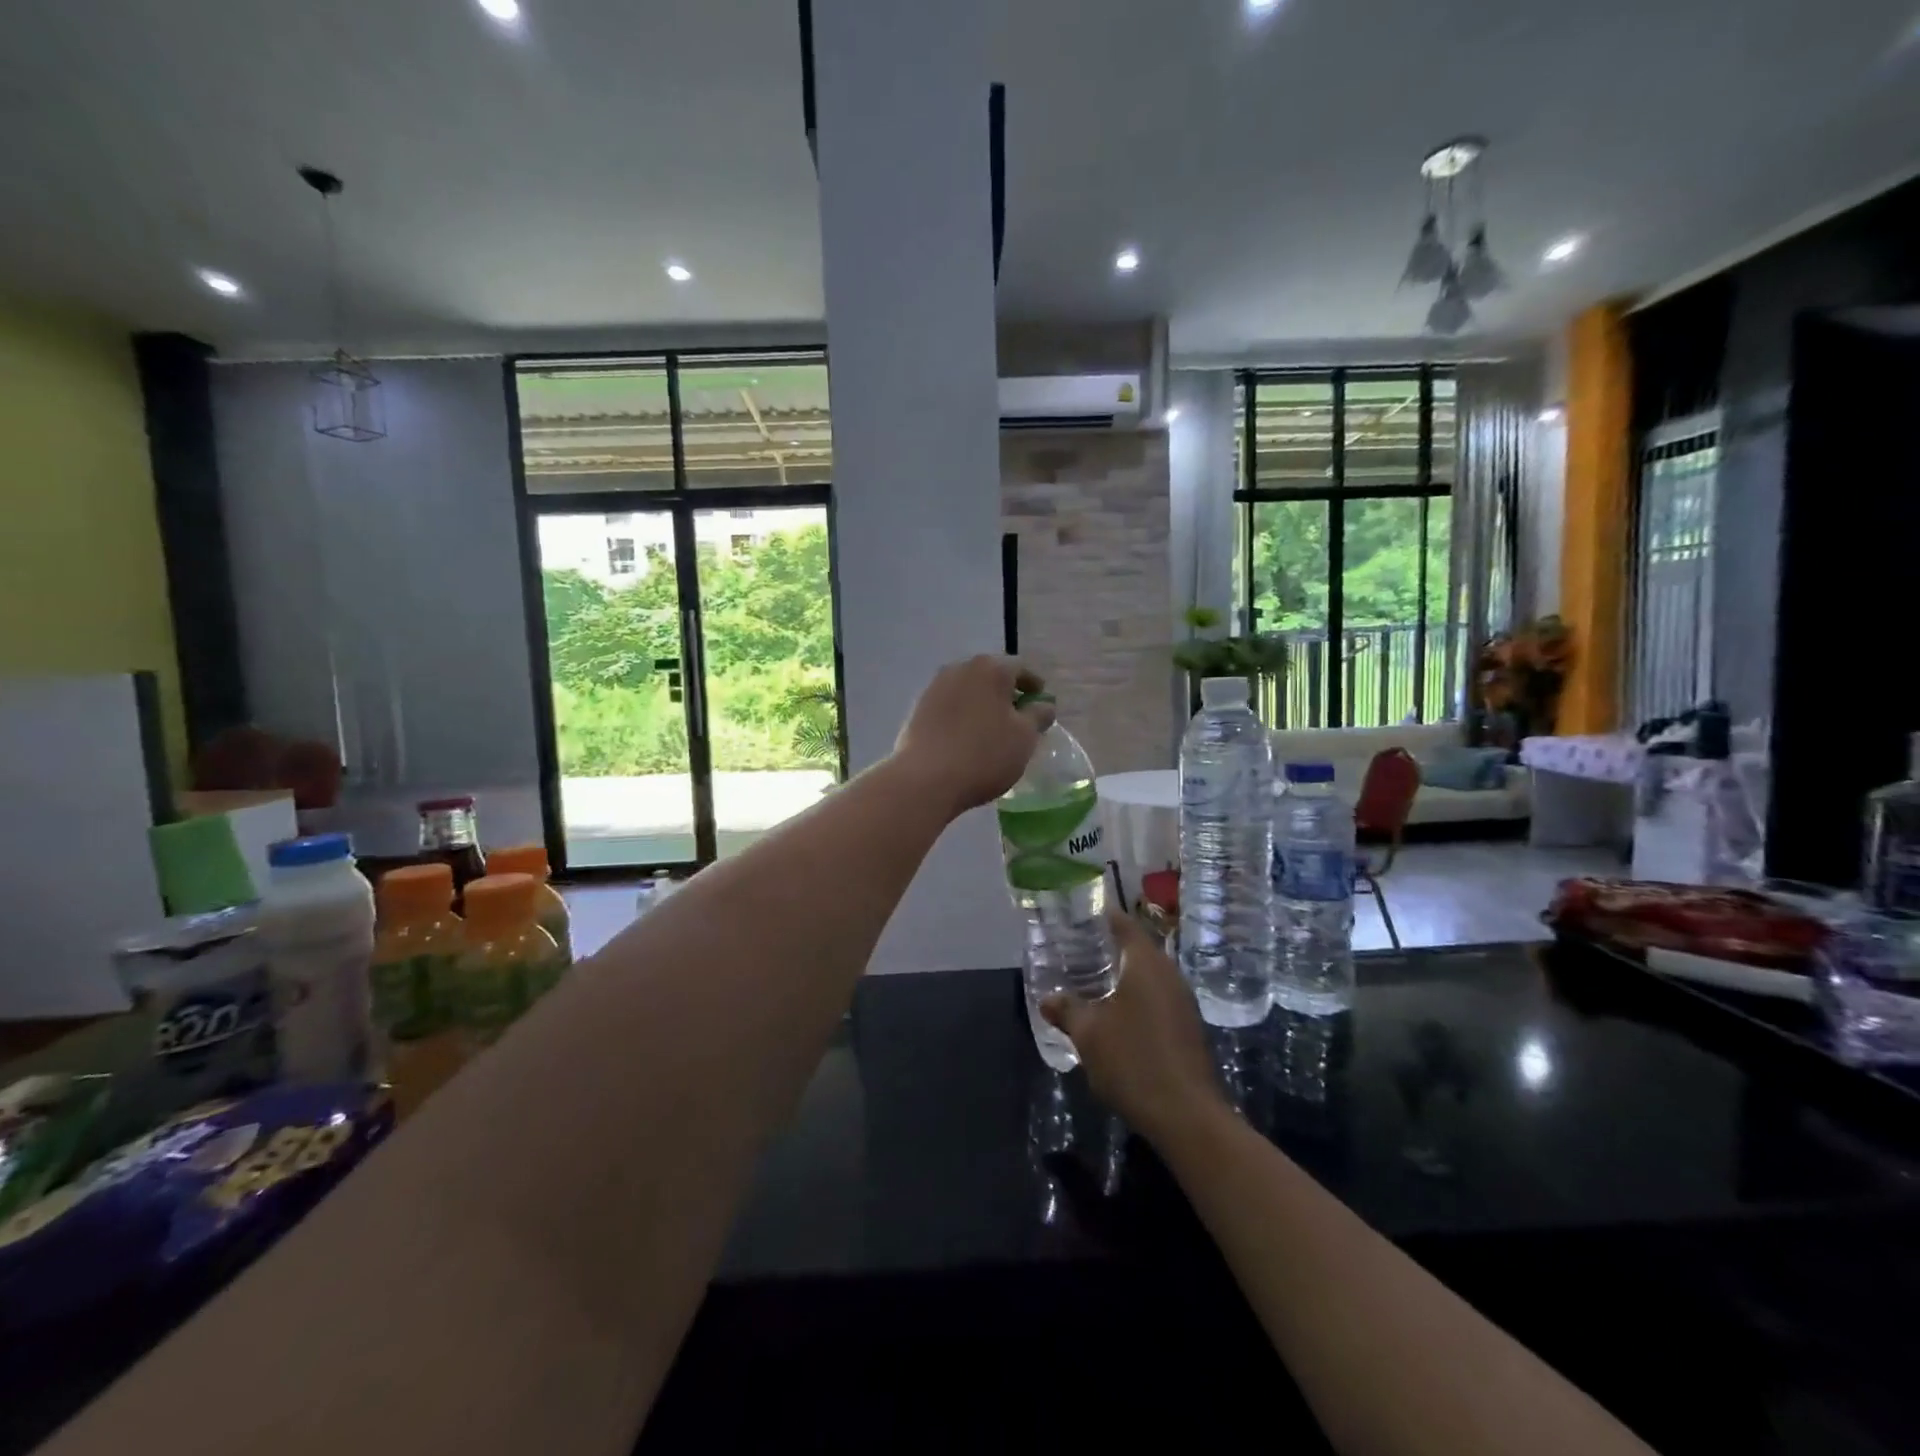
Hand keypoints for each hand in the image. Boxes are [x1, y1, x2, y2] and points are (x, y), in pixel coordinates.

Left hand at [892, 656, 1053, 818]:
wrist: (925, 780)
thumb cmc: (984, 755)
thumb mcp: (1025, 738)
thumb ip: (1039, 715)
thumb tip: (1043, 704)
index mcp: (990, 668)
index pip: (1020, 668)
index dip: (1034, 686)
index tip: (1041, 703)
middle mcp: (960, 669)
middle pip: (991, 676)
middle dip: (1006, 694)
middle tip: (1018, 718)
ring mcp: (934, 688)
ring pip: (968, 691)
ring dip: (982, 705)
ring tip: (991, 730)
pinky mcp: (918, 709)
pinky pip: (949, 707)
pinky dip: (962, 716)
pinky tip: (966, 738)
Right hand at [1042, 911, 1228, 1147]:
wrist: (1187, 1116)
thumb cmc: (1133, 1061)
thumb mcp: (1088, 1034)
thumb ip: (1067, 1010)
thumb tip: (1048, 999)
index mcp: (1146, 963)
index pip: (1123, 924)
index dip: (1101, 916)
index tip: (1078, 915)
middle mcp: (1169, 973)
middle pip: (1137, 948)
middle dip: (1107, 947)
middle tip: (1075, 949)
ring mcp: (1182, 1001)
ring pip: (1147, 975)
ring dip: (1121, 975)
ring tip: (1089, 980)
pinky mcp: (1187, 1026)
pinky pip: (1156, 997)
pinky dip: (1134, 996)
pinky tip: (1114, 1014)